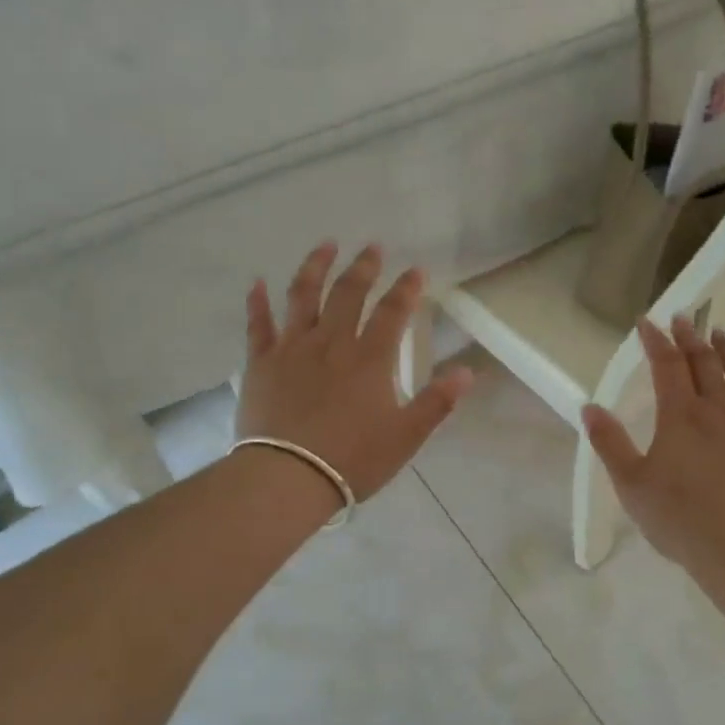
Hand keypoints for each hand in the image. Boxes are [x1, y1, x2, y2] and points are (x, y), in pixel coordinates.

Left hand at [238, 242, 472, 505]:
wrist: (288, 478)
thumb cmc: (353, 459)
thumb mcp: (406, 436)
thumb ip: (437, 402)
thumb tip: (467, 372)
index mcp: (369, 359)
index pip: (393, 312)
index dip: (407, 289)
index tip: (416, 270)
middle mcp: (331, 343)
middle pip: (348, 294)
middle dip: (364, 267)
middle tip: (372, 247)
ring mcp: (292, 349)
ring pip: (303, 297)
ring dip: (315, 268)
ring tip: (325, 246)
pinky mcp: (261, 364)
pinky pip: (258, 325)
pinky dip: (257, 302)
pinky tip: (257, 283)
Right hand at [582, 317, 724, 579]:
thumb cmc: (677, 517)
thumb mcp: (630, 483)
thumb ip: (609, 442)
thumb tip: (589, 407)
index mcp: (680, 415)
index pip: (666, 364)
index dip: (655, 340)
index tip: (646, 322)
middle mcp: (717, 408)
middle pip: (704, 361)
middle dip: (690, 336)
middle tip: (683, 319)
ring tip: (720, 334)